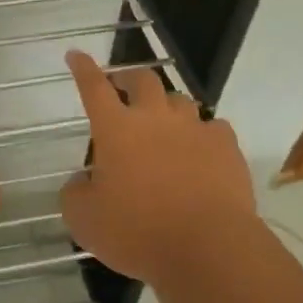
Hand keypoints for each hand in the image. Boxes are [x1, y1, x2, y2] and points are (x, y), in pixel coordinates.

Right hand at [60, 51, 257, 287]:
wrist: (207, 247)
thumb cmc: (137, 232)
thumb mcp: (84, 220)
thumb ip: (75, 192)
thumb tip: (83, 180)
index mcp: (116, 129)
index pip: (94, 87)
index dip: (83, 69)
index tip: (76, 55)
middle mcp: (155, 118)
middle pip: (142, 80)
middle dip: (129, 79)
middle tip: (122, 89)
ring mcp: (195, 129)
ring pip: (179, 100)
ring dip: (166, 106)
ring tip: (162, 124)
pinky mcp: (226, 147)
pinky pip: (213, 127)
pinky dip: (201, 134)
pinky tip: (200, 150)